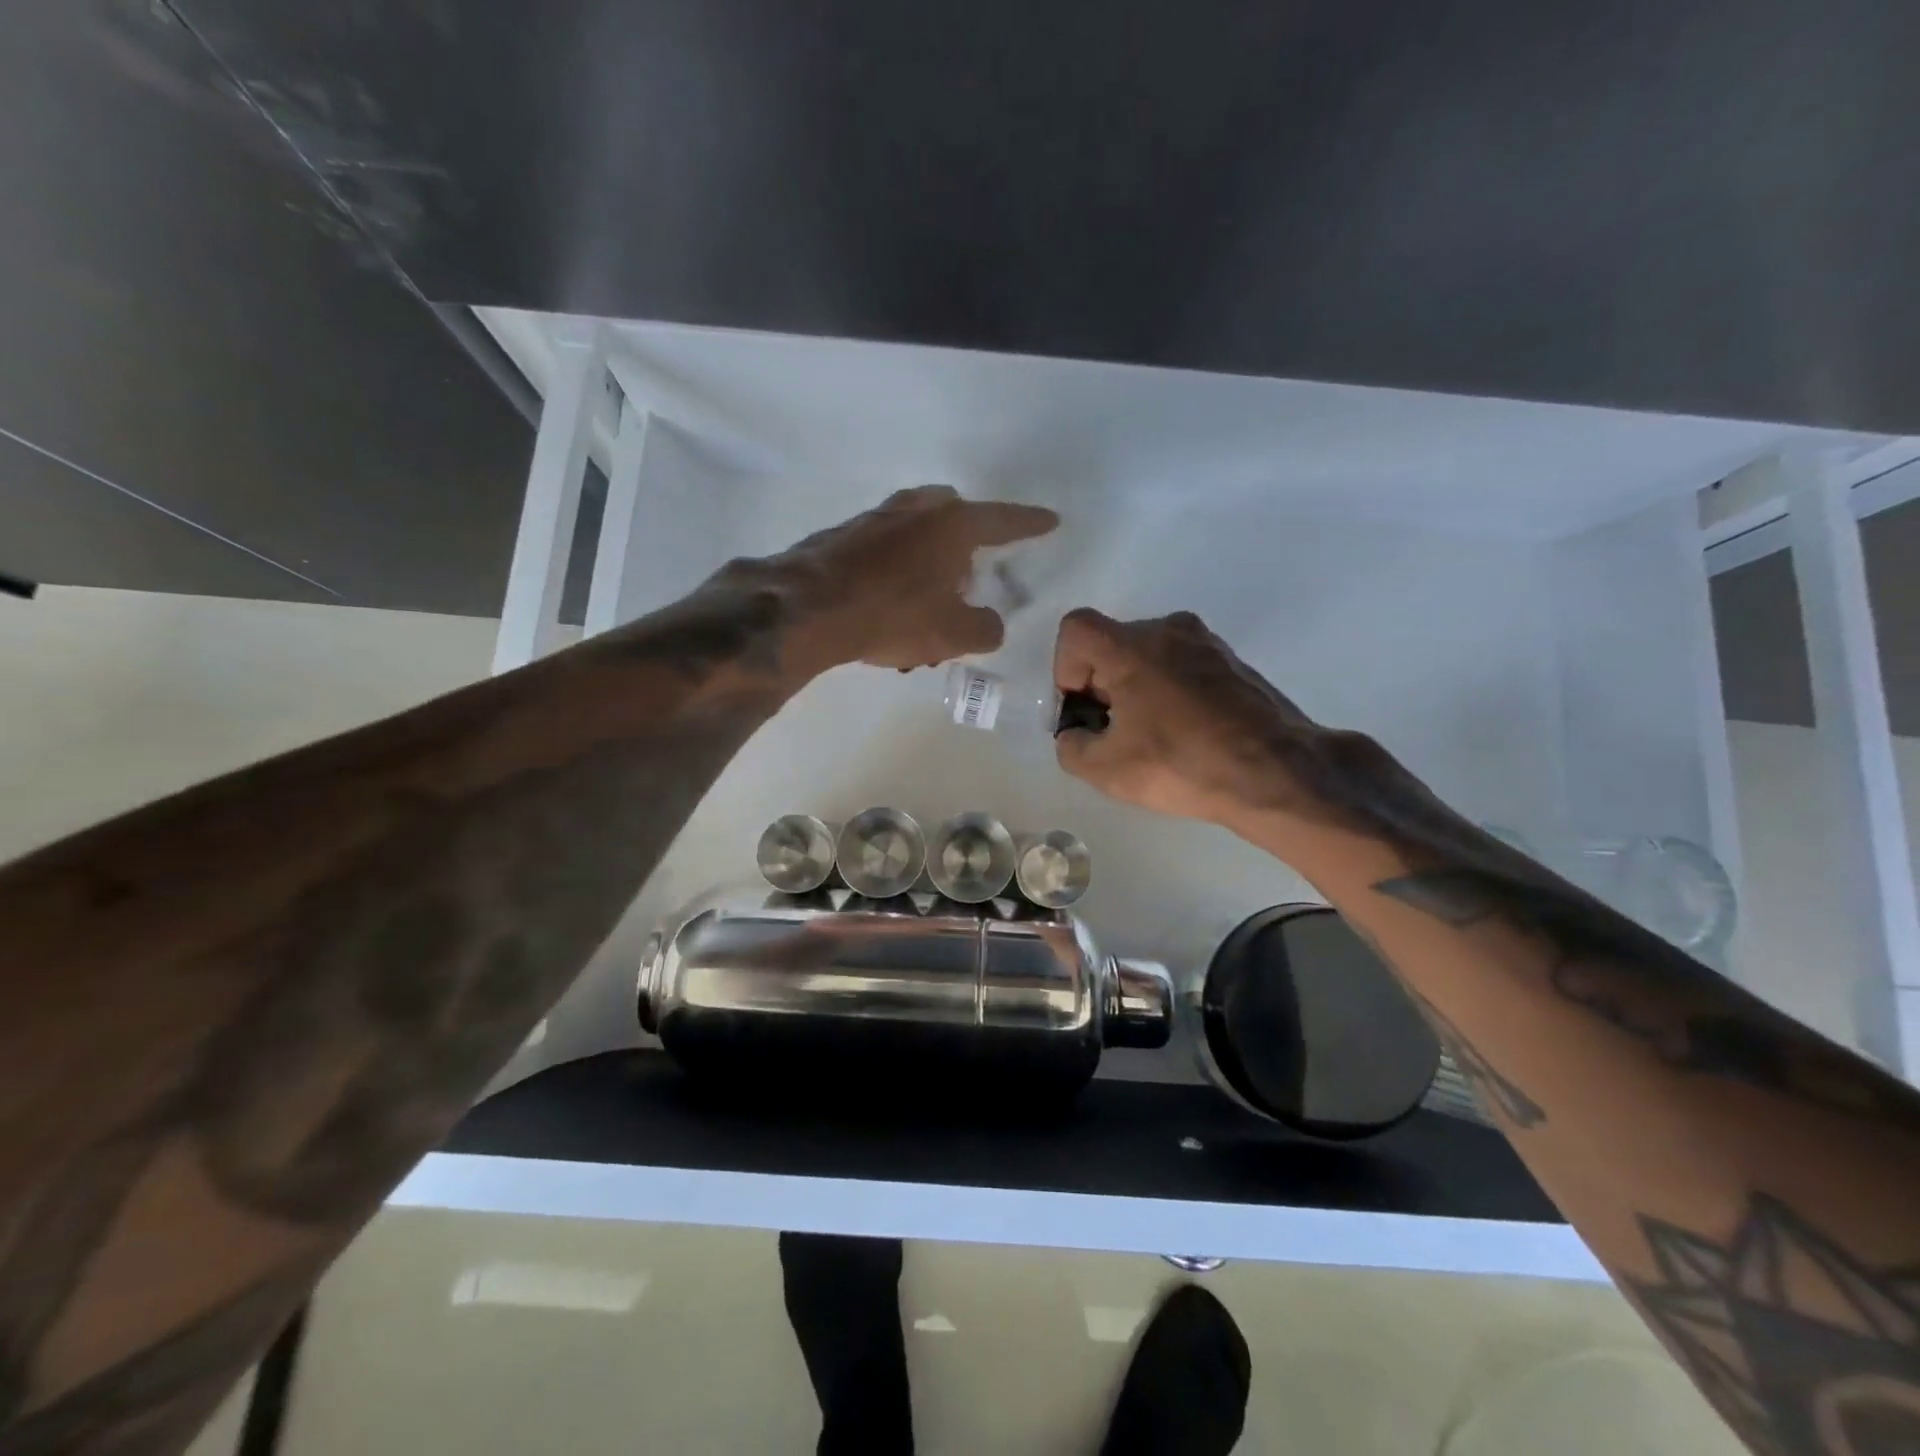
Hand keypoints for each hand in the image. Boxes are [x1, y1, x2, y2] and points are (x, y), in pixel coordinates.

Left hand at [772, 485, 1057, 670]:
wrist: (808, 608)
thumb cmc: (893, 614)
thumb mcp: (954, 633)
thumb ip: (985, 629)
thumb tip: (989, 624)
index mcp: (953, 525)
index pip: (1004, 521)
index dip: (1030, 524)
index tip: (1050, 521)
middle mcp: (917, 510)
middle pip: (955, 518)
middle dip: (968, 546)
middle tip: (969, 581)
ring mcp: (877, 518)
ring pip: (917, 536)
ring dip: (930, 567)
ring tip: (927, 608)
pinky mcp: (845, 536)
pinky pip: (886, 552)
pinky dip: (897, 575)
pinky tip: (890, 610)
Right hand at [1052, 608, 1371, 827]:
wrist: (1278, 772)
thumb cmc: (1182, 764)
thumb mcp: (1106, 770)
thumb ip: (1071, 747)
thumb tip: (1076, 735)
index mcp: (1131, 646)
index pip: (1076, 629)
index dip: (1065, 668)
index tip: (1083, 709)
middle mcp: (1168, 629)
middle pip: (1112, 644)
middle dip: (1100, 684)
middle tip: (1113, 732)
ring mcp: (1207, 643)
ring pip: (1149, 655)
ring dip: (1136, 688)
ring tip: (1151, 736)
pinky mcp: (1234, 662)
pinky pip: (1183, 666)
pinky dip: (1170, 691)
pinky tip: (1185, 734)